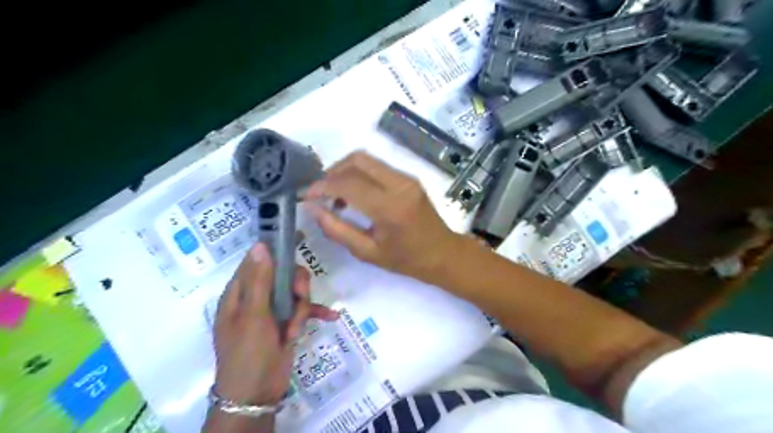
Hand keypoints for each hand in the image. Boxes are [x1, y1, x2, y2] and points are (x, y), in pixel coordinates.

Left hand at [209, 243, 339, 405]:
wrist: (256, 394)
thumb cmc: (248, 353)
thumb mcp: (253, 315)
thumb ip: (259, 280)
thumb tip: (260, 245)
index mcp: (240, 293)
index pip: (257, 261)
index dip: (275, 248)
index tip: (296, 236)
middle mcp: (256, 298)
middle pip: (282, 274)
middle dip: (296, 284)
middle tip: (299, 296)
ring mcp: (273, 311)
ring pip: (296, 292)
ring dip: (303, 307)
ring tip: (297, 328)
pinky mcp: (287, 323)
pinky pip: (305, 311)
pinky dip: (316, 313)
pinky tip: (332, 316)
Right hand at [305, 150, 460, 280]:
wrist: (443, 253)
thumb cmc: (406, 260)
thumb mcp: (367, 252)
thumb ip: (337, 230)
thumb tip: (313, 208)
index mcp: (389, 208)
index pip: (348, 184)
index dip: (322, 186)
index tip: (306, 195)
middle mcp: (399, 185)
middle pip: (356, 160)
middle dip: (332, 172)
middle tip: (320, 191)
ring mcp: (406, 178)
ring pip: (366, 159)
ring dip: (344, 170)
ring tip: (334, 194)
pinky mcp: (409, 178)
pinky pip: (377, 166)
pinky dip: (359, 173)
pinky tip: (354, 193)